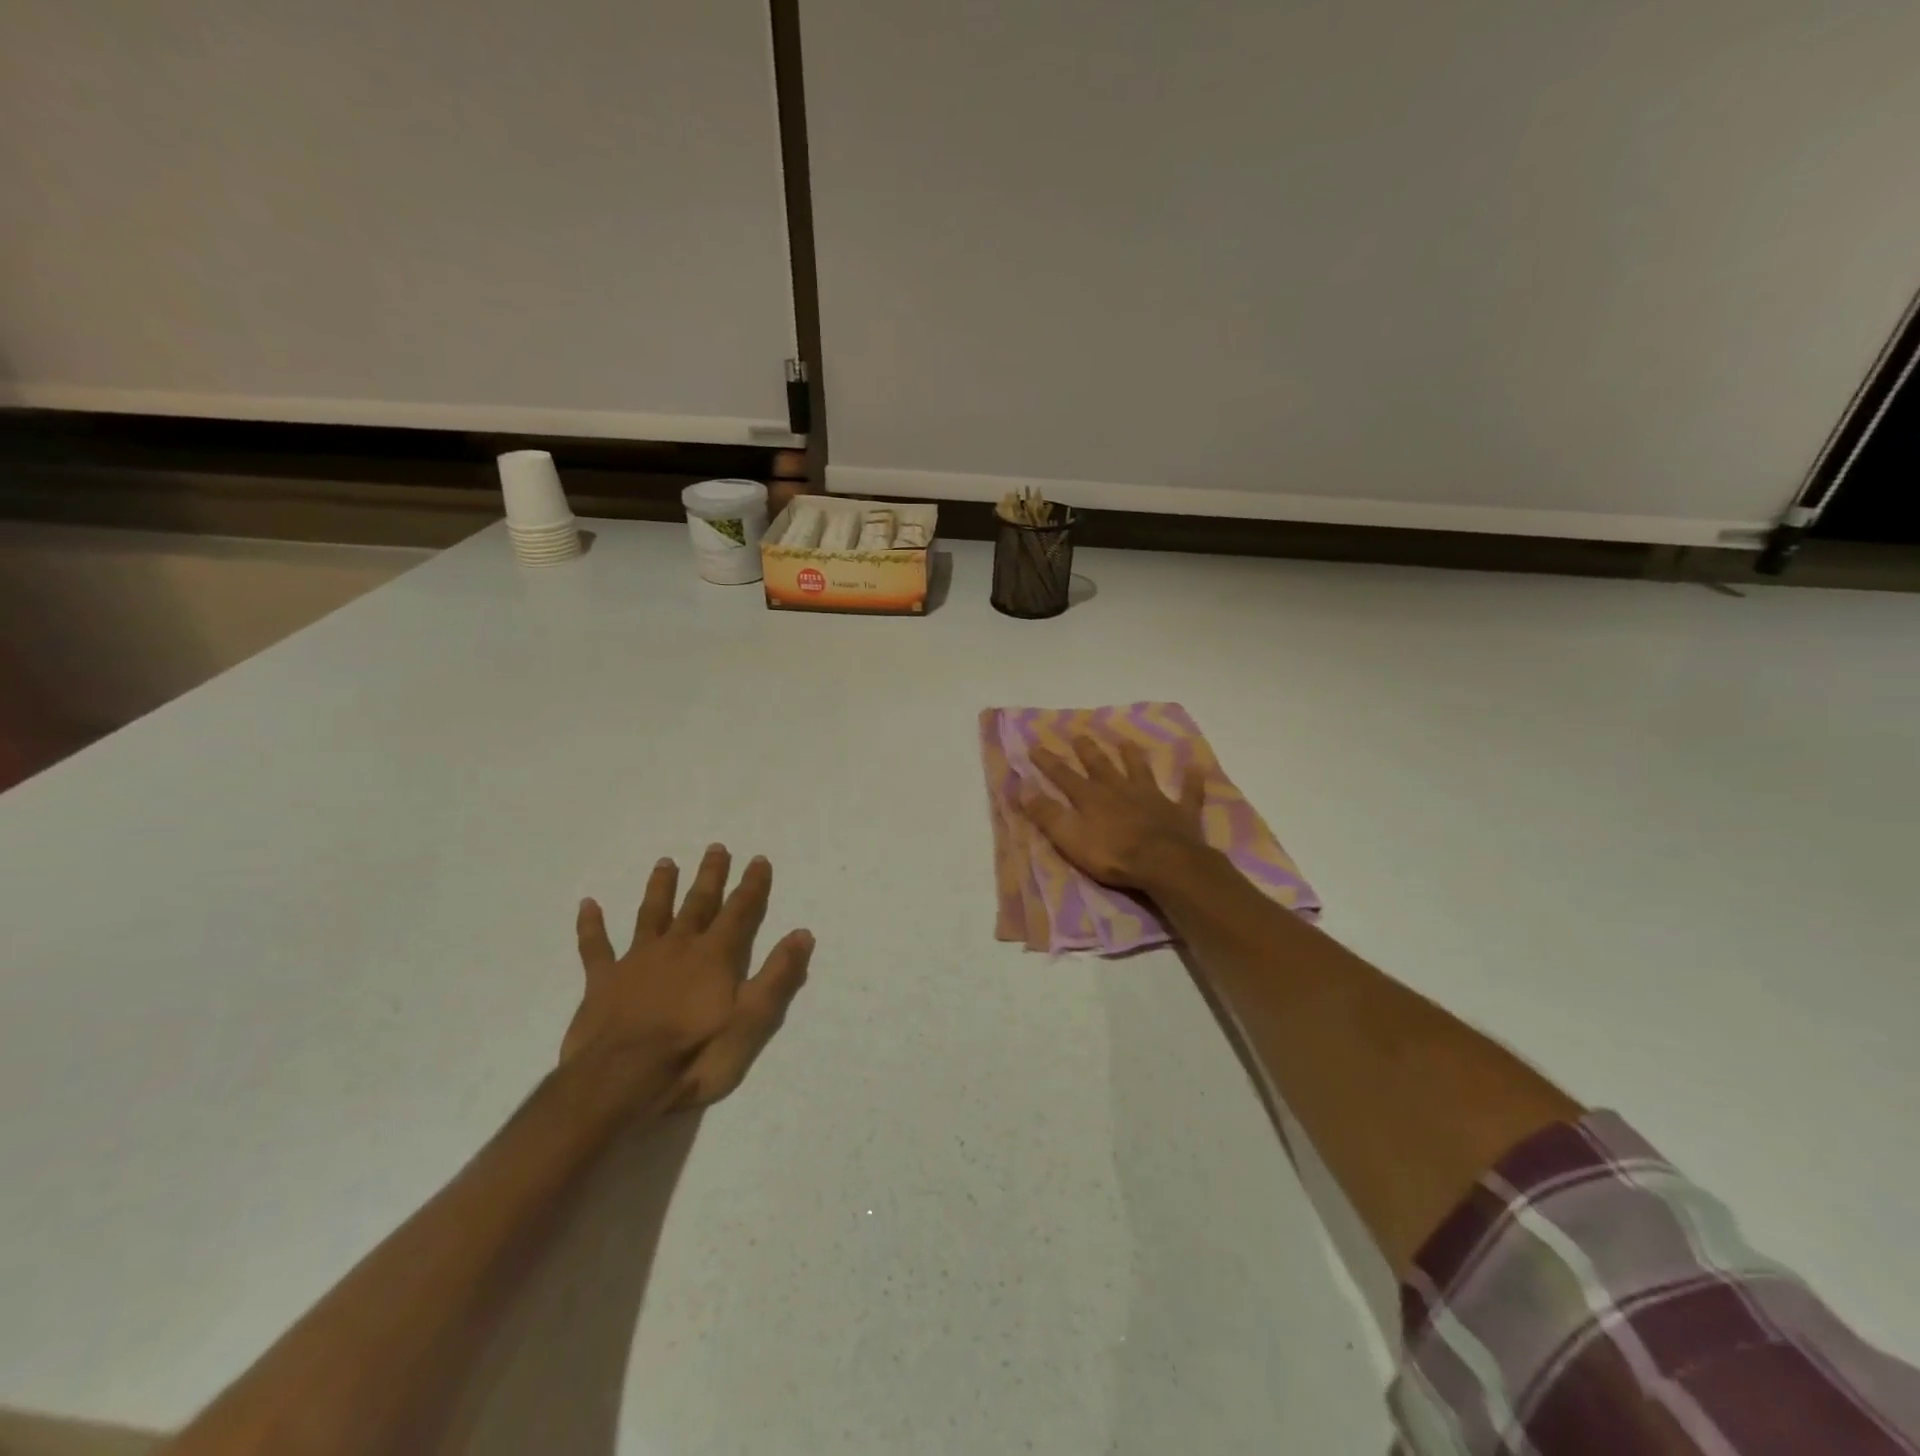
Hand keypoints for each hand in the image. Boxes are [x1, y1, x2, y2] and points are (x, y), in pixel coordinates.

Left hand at [565, 845, 813, 1108]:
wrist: (620, 1081)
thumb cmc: (694, 1055)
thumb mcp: (751, 1021)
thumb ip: (778, 976)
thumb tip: (802, 933)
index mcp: (715, 955)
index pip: (740, 911)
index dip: (752, 885)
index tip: (759, 859)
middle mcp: (678, 946)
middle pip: (698, 903)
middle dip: (710, 876)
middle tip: (716, 847)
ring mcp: (637, 961)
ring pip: (651, 914)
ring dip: (660, 887)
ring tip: (666, 862)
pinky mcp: (602, 981)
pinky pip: (595, 947)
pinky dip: (592, 925)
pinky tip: (588, 904)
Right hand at [1023, 735, 1207, 889]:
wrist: (1164, 863)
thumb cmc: (1113, 855)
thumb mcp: (1070, 837)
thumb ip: (1047, 813)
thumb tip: (1021, 787)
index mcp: (1092, 798)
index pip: (1064, 776)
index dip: (1048, 762)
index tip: (1035, 745)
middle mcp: (1120, 790)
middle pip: (1101, 766)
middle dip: (1088, 750)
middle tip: (1080, 735)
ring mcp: (1152, 798)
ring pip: (1140, 771)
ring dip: (1133, 756)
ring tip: (1126, 741)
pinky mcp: (1180, 812)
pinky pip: (1188, 792)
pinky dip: (1191, 780)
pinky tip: (1195, 767)